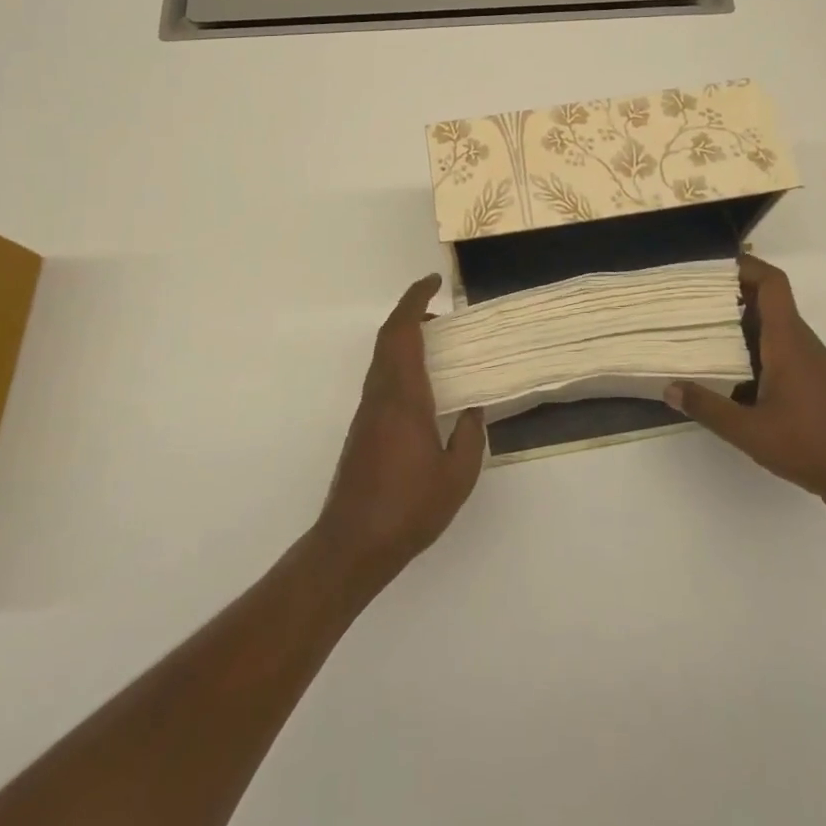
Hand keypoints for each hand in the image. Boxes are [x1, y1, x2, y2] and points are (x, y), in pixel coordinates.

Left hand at [315, 274, 486, 593]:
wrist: (353, 544)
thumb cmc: (408, 508)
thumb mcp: (457, 476)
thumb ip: (469, 435)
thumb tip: (471, 409)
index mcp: (403, 396)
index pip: (403, 332)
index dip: (415, 299)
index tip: (435, 281)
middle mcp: (381, 394)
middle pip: (389, 337)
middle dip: (411, 312)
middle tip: (441, 309)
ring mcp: (368, 411)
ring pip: (383, 356)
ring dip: (406, 337)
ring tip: (439, 342)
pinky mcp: (364, 428)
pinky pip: (383, 376)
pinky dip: (402, 361)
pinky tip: (424, 383)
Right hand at [667, 254, 825, 516]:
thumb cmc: (811, 446)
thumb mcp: (750, 432)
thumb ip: (708, 407)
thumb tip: (669, 388)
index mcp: (788, 341)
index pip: (772, 283)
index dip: (745, 266)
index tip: (711, 269)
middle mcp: (802, 342)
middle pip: (768, 301)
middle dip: (731, 296)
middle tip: (693, 302)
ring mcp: (812, 362)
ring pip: (774, 327)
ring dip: (741, 324)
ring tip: (704, 335)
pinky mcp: (816, 381)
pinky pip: (781, 349)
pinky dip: (755, 349)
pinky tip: (733, 375)